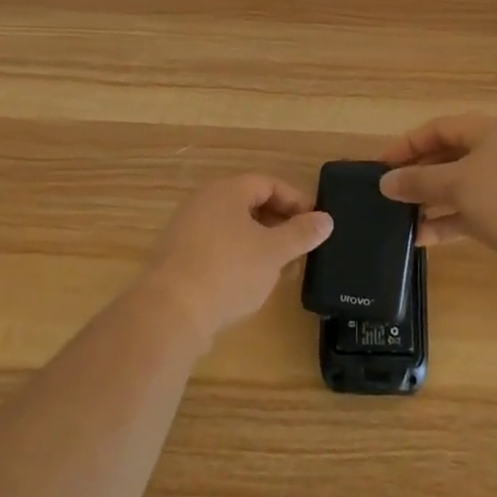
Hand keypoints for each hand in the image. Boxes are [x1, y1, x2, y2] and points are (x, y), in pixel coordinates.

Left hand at [138, 174, 332, 345]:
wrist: (170, 313)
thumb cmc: (228, 271)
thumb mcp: (274, 252)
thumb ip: (301, 233)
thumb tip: (326, 219)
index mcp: (226, 191)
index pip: (268, 183)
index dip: (296, 200)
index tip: (316, 222)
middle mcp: (203, 202)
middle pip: (249, 203)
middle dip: (280, 223)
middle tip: (301, 246)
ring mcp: (186, 230)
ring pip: (234, 228)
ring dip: (261, 243)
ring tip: (281, 268)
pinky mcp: (178, 258)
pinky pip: (217, 247)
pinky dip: (240, 257)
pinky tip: (251, 282)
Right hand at [378, 114, 496, 283]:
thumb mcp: (457, 185)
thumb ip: (418, 181)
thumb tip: (385, 182)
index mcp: (491, 130)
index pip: (440, 128)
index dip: (407, 144)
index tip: (381, 165)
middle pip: (449, 156)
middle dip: (418, 175)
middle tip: (389, 193)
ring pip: (460, 187)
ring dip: (431, 201)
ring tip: (399, 219)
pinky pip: (472, 211)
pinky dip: (449, 221)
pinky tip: (422, 238)